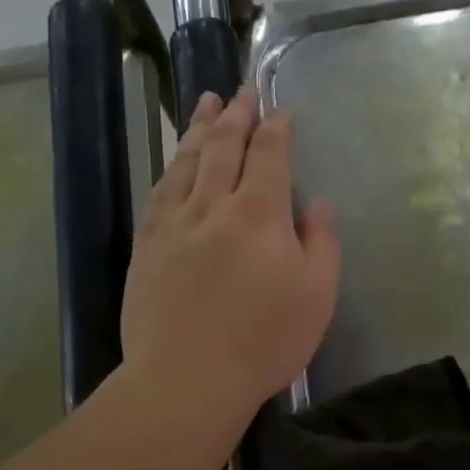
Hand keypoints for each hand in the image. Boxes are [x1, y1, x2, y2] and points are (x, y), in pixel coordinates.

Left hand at [121, 87, 340, 423]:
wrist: (187, 378)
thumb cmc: (264, 342)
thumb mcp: (317, 296)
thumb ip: (322, 243)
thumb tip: (317, 205)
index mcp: (259, 214)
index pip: (269, 154)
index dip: (276, 127)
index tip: (280, 109)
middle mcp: (213, 205)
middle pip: (223, 146)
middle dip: (235, 114)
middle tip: (240, 91)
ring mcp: (173, 223)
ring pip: (187, 161)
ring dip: (199, 128)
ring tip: (205, 103)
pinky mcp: (147, 245)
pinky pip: (160, 191)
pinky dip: (171, 166)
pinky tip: (175, 161)